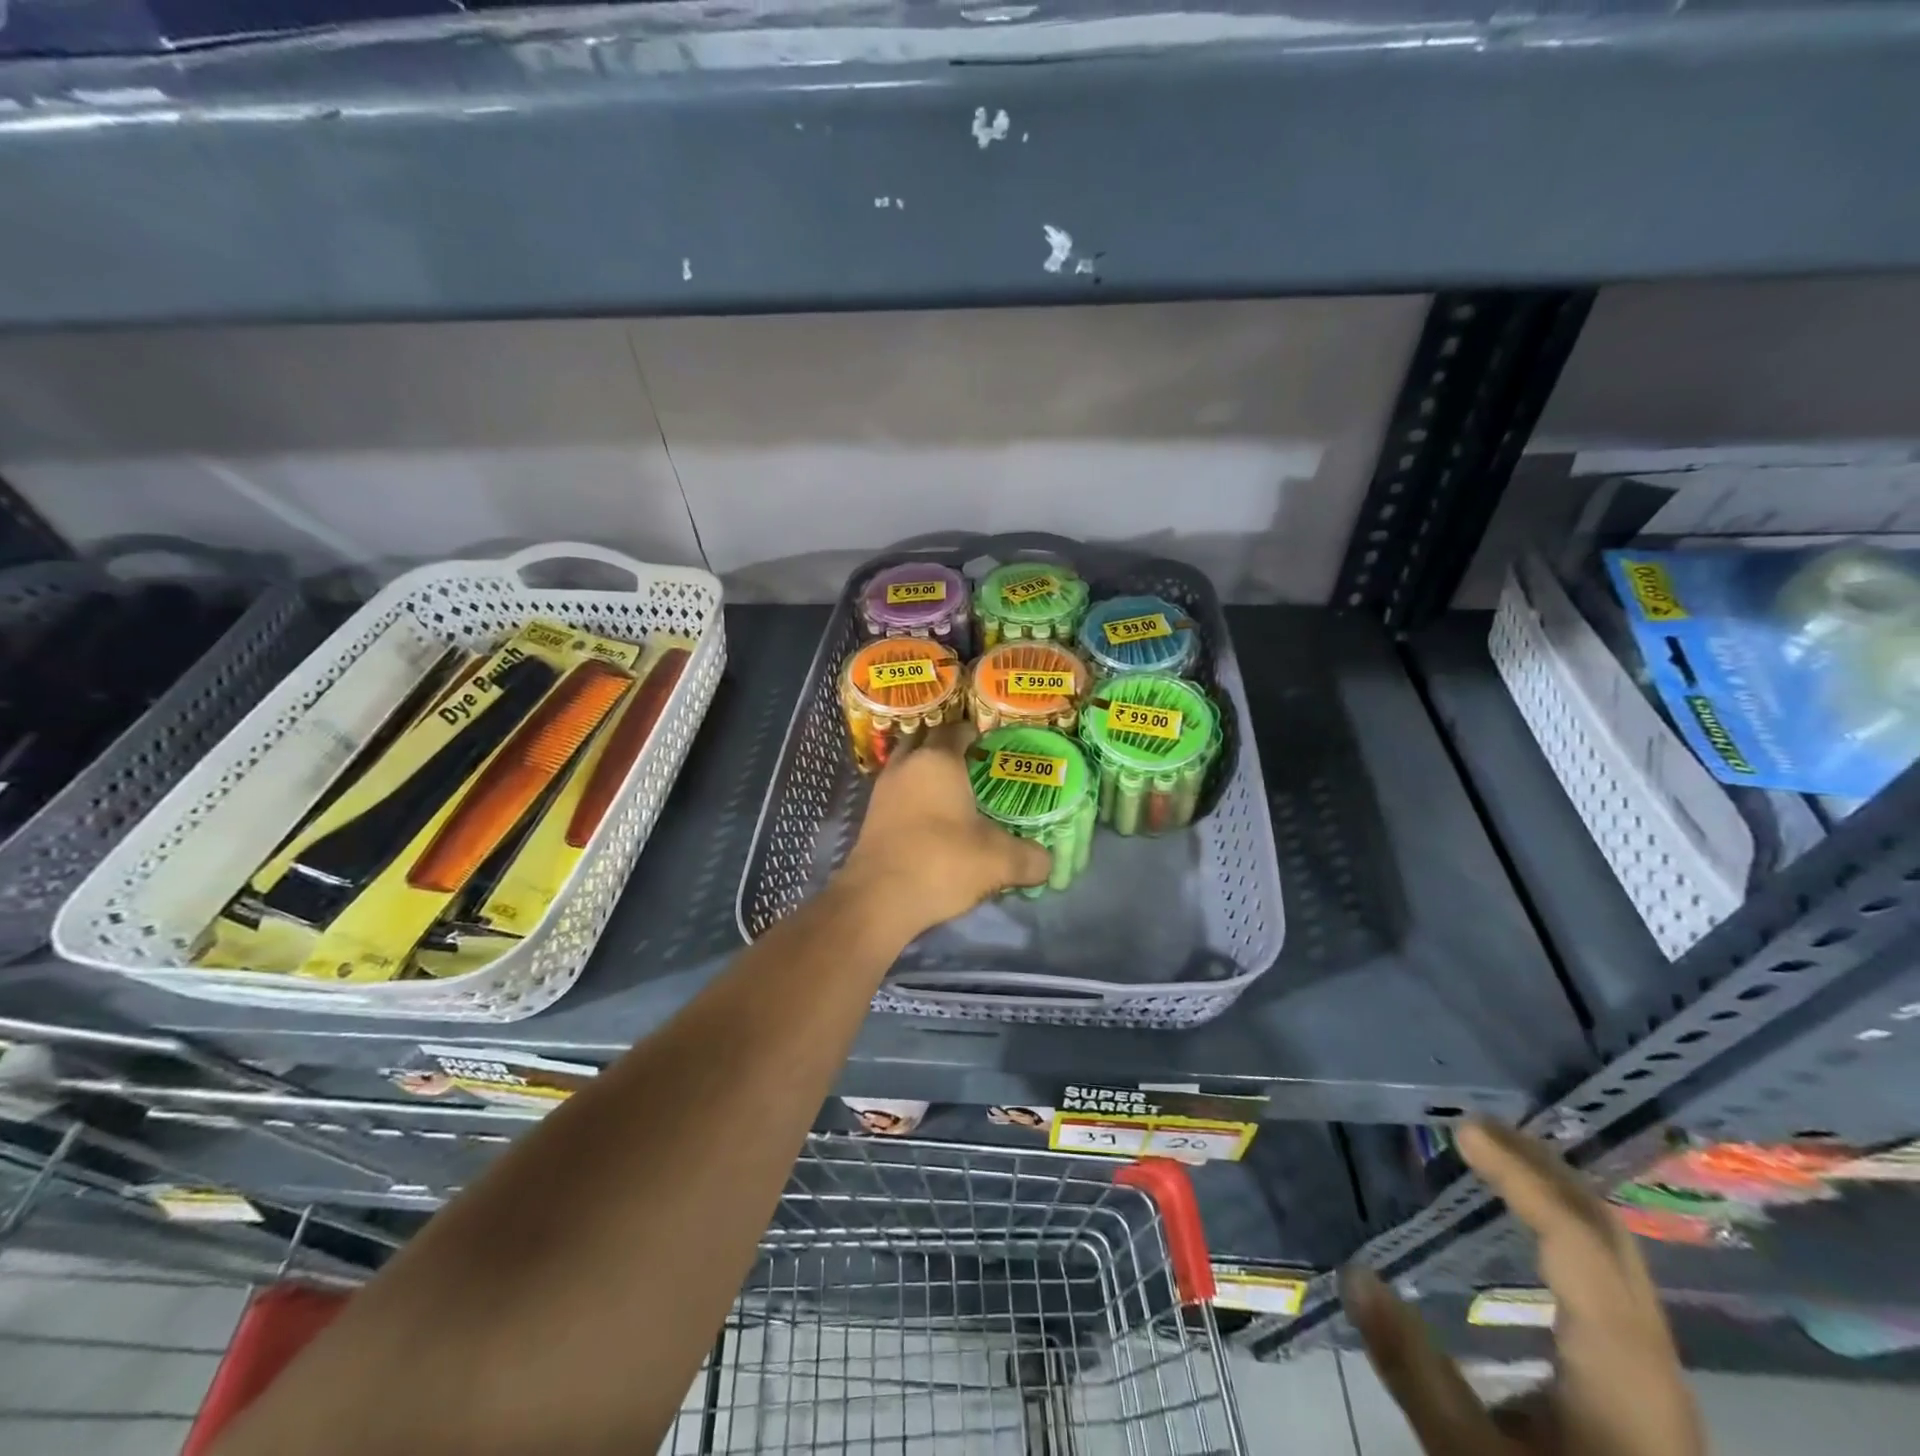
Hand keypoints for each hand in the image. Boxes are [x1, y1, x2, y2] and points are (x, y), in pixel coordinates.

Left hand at [836, 720, 1051, 937]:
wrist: (878, 898)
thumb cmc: (942, 862)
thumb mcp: (999, 862)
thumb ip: (1030, 858)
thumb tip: (1046, 862)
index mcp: (938, 761)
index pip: (957, 730)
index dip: (977, 734)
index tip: (994, 747)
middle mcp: (907, 765)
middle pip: (927, 740)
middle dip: (948, 747)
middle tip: (975, 764)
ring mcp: (883, 789)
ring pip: (907, 764)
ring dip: (926, 770)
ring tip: (953, 790)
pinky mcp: (871, 816)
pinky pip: (897, 791)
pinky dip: (913, 795)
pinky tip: (931, 817)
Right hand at [1344, 1120, 1703, 1455]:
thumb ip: (1414, 1370)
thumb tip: (1354, 1275)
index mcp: (1620, 1371)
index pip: (1576, 1242)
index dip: (1521, 1178)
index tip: (1464, 1131)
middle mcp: (1651, 1361)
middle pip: (1609, 1238)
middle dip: (1544, 1169)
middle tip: (1478, 1127)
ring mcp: (1654, 1375)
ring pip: (1617, 1256)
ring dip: (1556, 1194)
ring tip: (1497, 1157)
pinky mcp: (1642, 1388)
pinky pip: (1609, 1278)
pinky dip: (1566, 1228)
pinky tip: (1531, 1229)